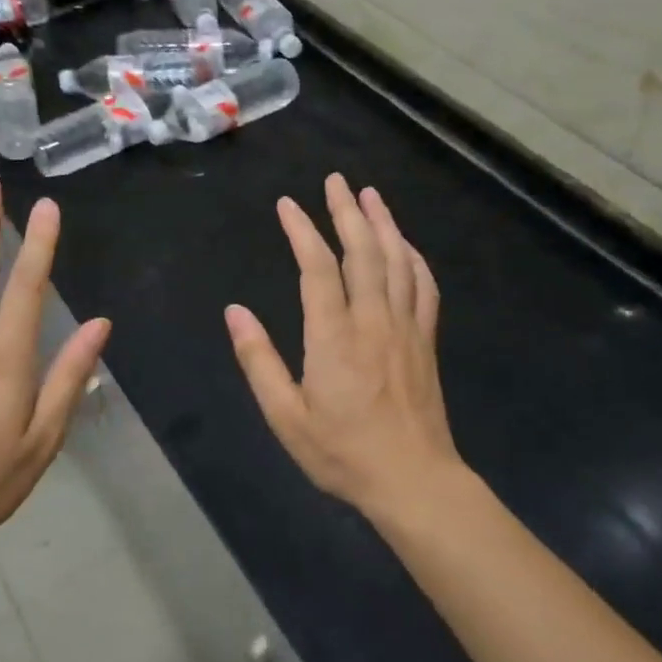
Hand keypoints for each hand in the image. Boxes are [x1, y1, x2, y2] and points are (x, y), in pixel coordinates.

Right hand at [225, 174, 460, 519]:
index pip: (317, 267)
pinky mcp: (426, 340)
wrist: (414, 480)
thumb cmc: (343, 452)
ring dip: (383, 223)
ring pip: (397, 261)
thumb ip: (259, 361)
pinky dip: (414, 258)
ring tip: (370, 195)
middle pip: (363, 251)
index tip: (288, 205)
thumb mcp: (286, 417)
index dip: (302, 231)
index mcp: (334, 336)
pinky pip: (423, 286)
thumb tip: (235, 312)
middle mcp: (373, 320)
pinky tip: (406, 244)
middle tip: (336, 181)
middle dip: (347, 211)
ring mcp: (405, 327)